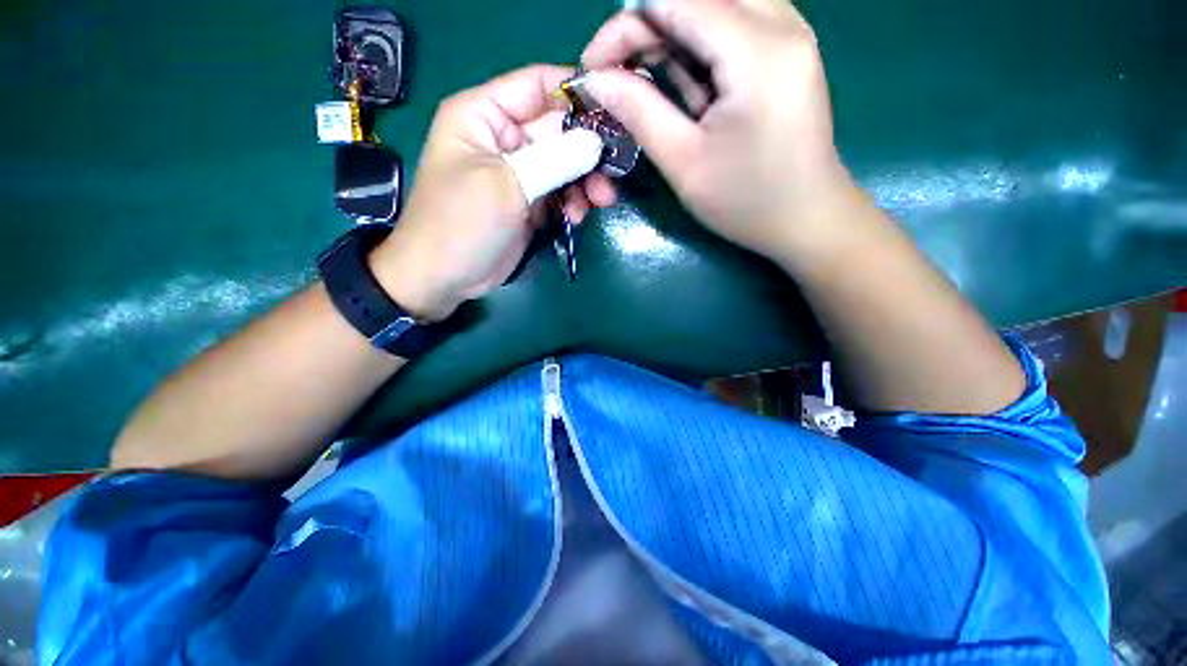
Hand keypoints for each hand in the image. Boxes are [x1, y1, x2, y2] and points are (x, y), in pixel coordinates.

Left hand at [368, 65, 616, 320]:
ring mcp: (519, 173)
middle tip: (612, 173)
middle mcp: (504, 138)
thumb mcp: (506, 185)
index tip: (614, 113)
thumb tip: (597, 142)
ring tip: (599, 202)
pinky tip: (576, 218)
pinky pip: (560, 192)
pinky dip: (572, 202)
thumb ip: (554, 160)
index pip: (537, 85)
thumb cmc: (462, 223)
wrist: (444, 277)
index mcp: (484, 115)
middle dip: (587, 150)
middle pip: (558, 129)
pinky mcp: (529, 202)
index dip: (576, 93)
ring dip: (584, 181)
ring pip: (564, 164)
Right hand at [581, 0, 857, 262]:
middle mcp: (782, 24)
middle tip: (617, 72)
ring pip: (717, 4)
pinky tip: (681, 79)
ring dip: (671, 32)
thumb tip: (597, 79)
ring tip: (643, 77)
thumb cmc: (745, 201)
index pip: (677, 1)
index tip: (593, 66)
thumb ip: (639, 111)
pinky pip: (734, 23)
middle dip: (647, 24)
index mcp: (757, 52)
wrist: (806, 218)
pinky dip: (697, 44)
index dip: (625, 25)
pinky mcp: (788, 51)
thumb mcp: (684, 162)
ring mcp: (790, 33)